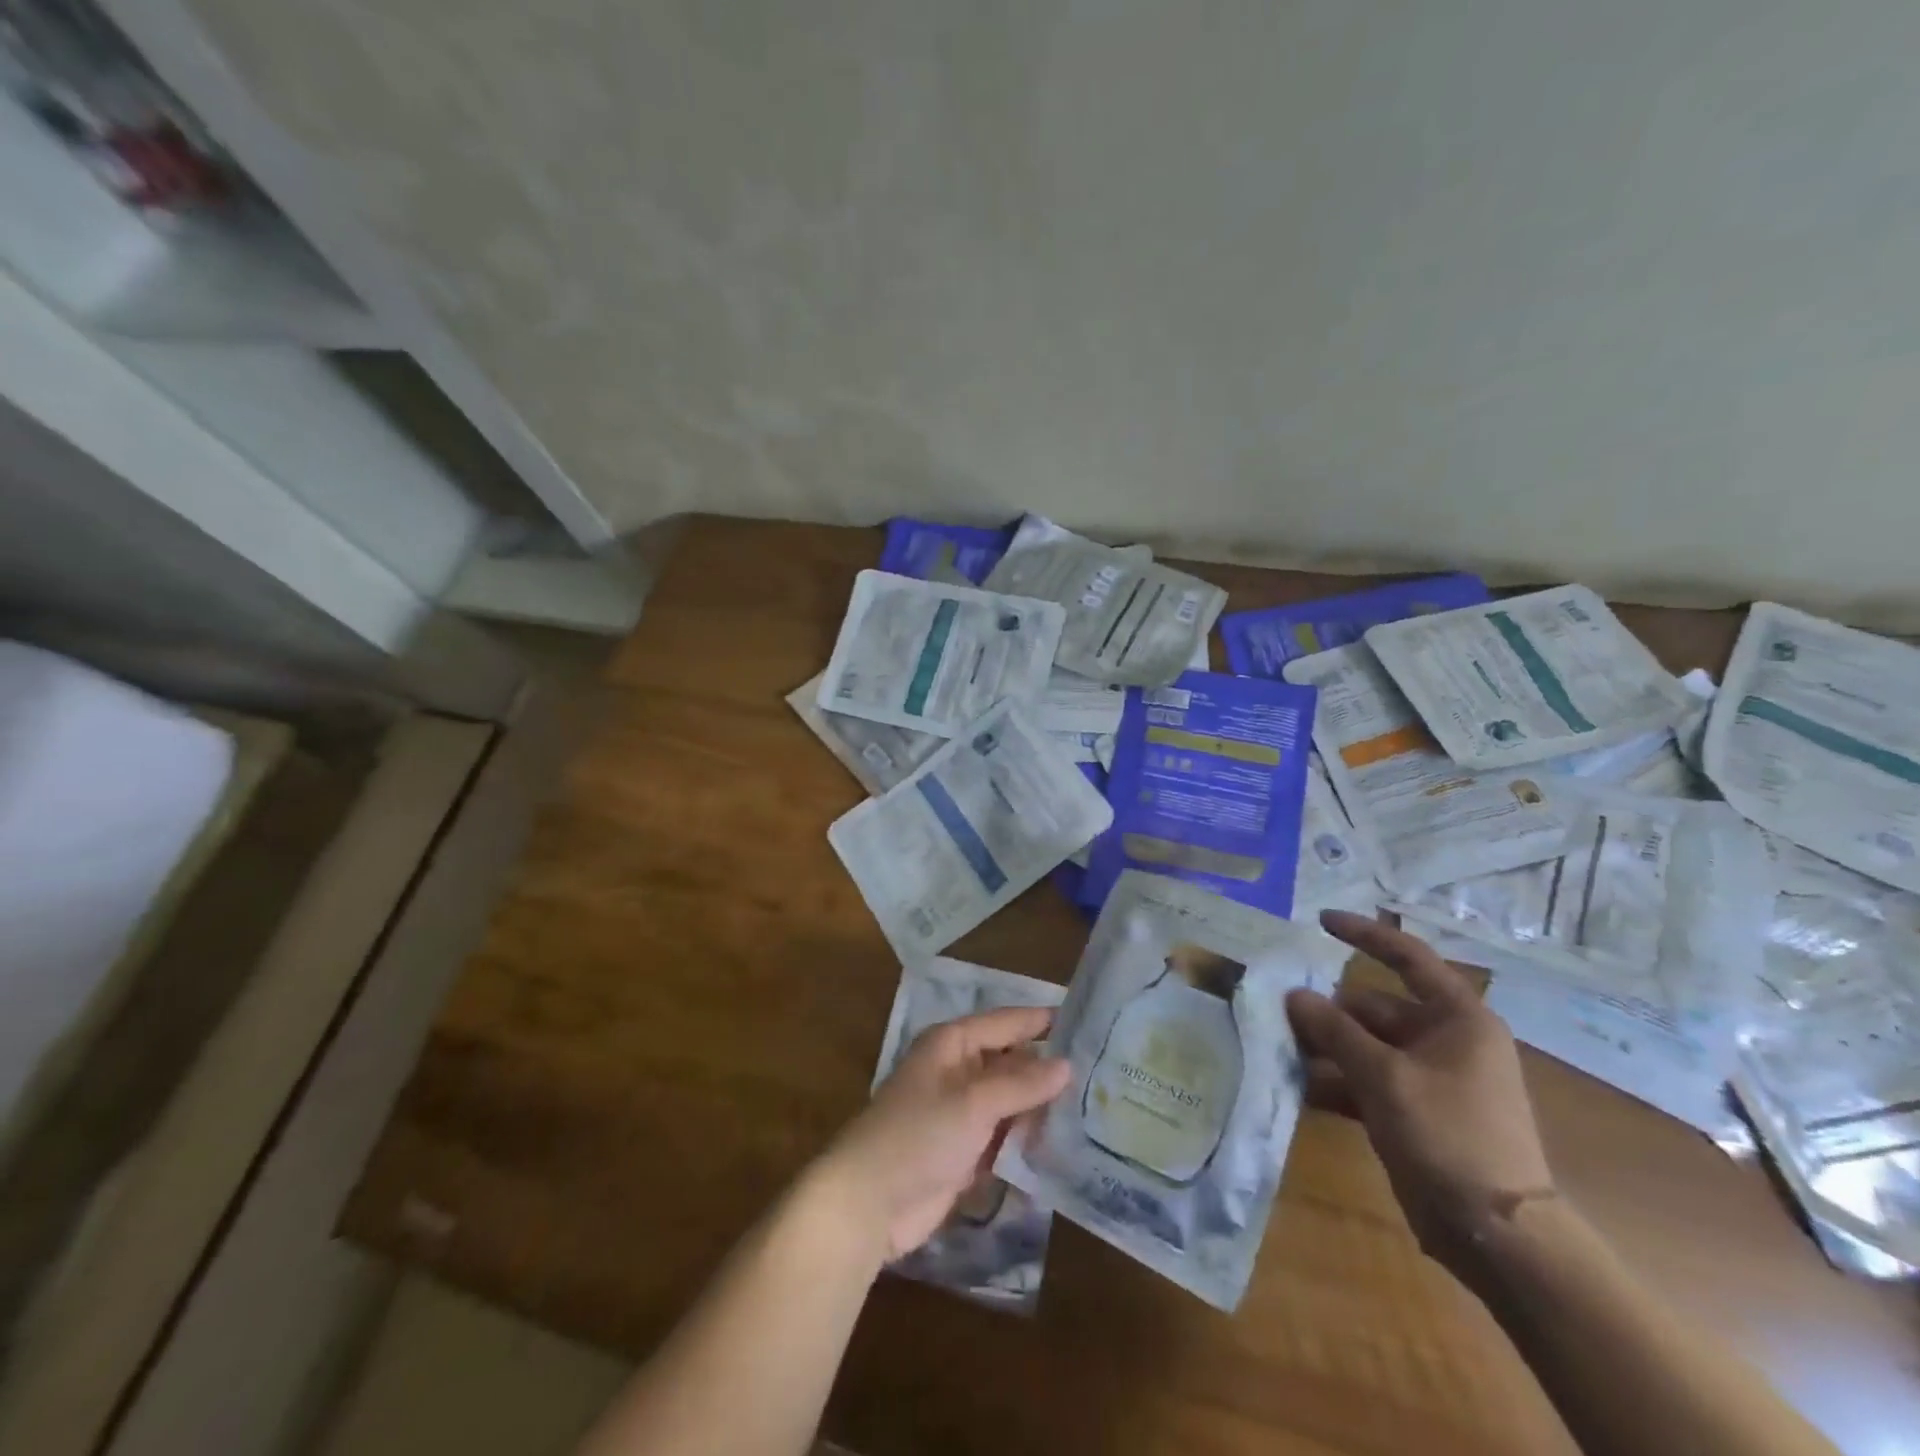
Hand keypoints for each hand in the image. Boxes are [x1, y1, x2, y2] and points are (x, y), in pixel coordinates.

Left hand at [817, 1006, 1071, 1260]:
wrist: (869, 1203)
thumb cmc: (919, 1135)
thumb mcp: (973, 1102)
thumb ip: (1021, 1084)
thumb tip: (1067, 1065)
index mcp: (953, 1044)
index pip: (1006, 1022)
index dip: (1043, 1022)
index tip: (1088, 1022)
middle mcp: (958, 1071)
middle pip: (1011, 1063)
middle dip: (1048, 1070)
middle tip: (1103, 1074)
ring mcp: (961, 1113)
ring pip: (1011, 1102)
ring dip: (1041, 1109)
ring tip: (1096, 1111)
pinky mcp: (964, 1152)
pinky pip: (1004, 1137)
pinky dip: (1027, 1141)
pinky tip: (1064, 1148)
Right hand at [1285, 911, 1553, 1278]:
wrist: (1498, 1235)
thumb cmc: (1449, 1136)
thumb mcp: (1384, 1077)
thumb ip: (1334, 1031)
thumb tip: (1294, 995)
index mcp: (1457, 1019)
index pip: (1408, 957)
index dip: (1364, 935)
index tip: (1319, 921)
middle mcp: (1446, 1040)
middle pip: (1374, 1007)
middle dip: (1326, 1011)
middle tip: (1277, 1012)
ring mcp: (1430, 1077)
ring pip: (1366, 1045)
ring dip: (1325, 1047)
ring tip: (1278, 1049)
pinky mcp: (1416, 1111)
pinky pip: (1368, 1081)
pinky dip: (1337, 1081)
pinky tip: (1298, 1088)